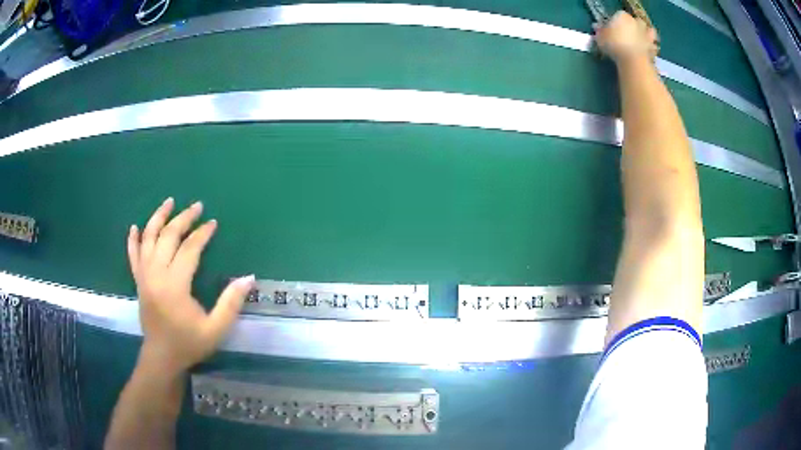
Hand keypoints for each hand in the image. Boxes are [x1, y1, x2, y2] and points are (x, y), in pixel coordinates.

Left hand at [127, 198, 254, 373]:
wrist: (162, 357)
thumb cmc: (189, 344)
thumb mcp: (216, 329)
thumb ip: (231, 303)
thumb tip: (249, 277)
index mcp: (174, 286)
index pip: (189, 249)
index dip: (202, 234)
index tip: (213, 223)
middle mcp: (155, 275)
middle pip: (167, 237)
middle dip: (183, 219)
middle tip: (197, 207)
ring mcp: (144, 277)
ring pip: (148, 239)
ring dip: (158, 218)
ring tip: (169, 202)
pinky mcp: (138, 281)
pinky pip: (132, 255)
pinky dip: (133, 240)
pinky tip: (135, 227)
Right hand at [594, 11, 658, 63]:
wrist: (633, 61)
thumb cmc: (614, 45)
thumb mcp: (601, 38)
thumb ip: (600, 32)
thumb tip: (598, 29)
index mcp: (622, 16)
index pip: (618, 16)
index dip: (615, 23)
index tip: (611, 31)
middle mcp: (635, 22)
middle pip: (634, 21)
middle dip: (632, 26)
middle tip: (627, 35)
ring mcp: (646, 34)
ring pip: (647, 31)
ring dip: (644, 34)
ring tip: (639, 41)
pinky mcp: (653, 47)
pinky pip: (652, 45)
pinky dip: (651, 47)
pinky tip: (647, 51)